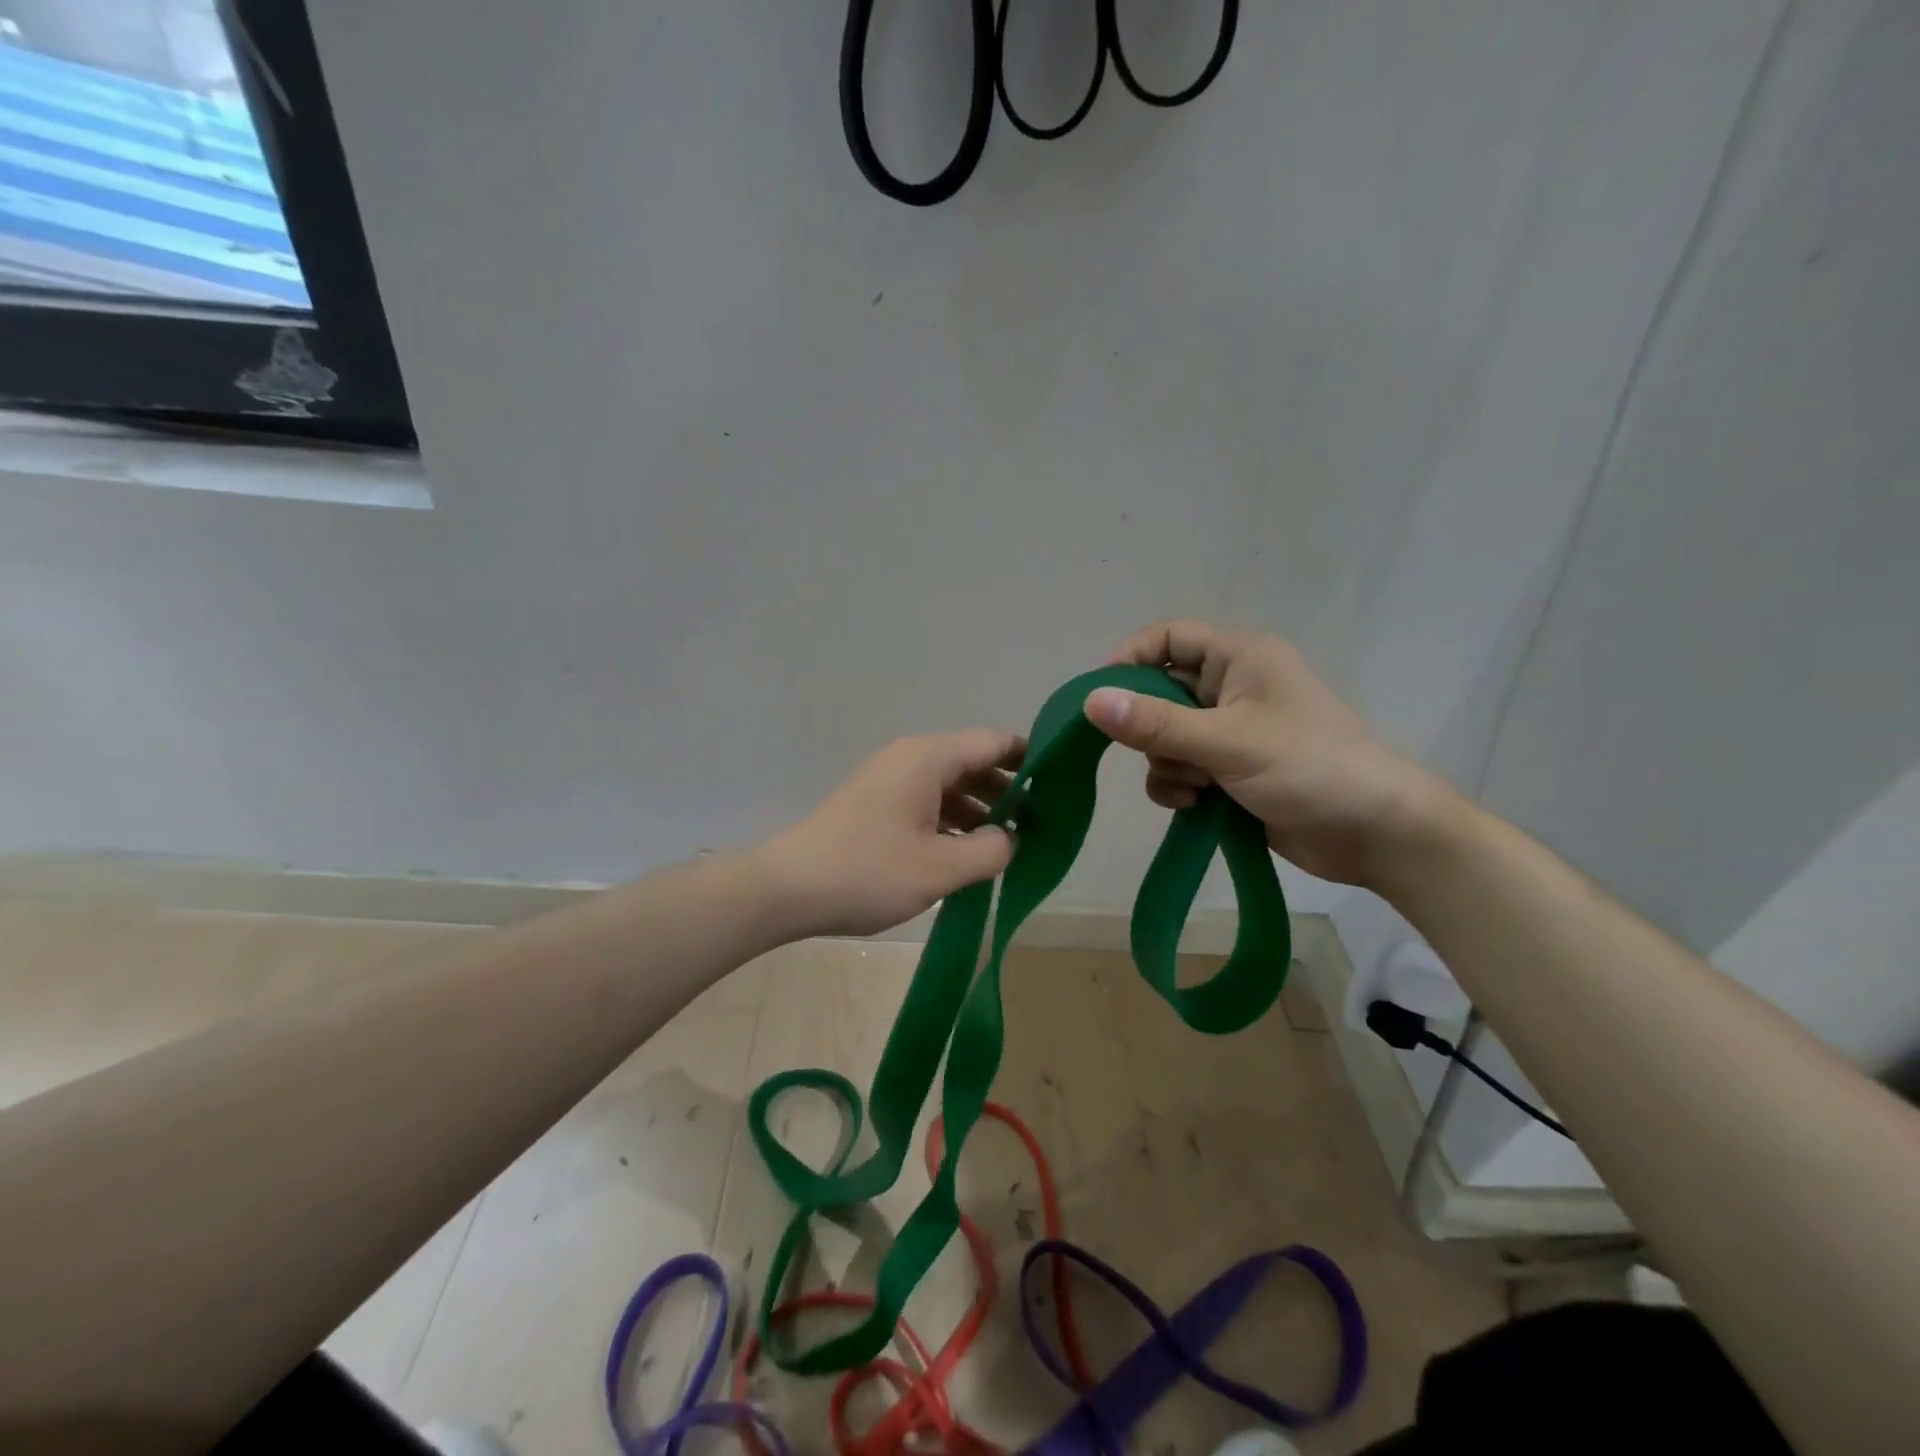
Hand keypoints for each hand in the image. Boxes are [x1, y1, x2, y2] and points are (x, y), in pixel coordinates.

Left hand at [758, 730, 1023, 938]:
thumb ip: (991, 849)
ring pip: (951, 784)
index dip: (1032, 759)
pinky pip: (928, 801)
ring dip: (981, 809)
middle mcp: (911, 758)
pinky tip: (967, 852)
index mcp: (930, 758)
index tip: (1061, 784)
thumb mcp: (941, 868)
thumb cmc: (868, 872)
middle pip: (974, 761)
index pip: (995, 741)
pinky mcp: (877, 804)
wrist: (787, 889)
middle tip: (1042, 824)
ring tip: (1010, 843)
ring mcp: (891, 780)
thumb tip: (1012, 838)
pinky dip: (953, 821)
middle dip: (1009, 790)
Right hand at [1085, 620, 1458, 886]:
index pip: (1168, 637)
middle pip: (1160, 692)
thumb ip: (1156, 724)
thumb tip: (1090, 701)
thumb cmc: (1309, 768)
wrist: (1377, 834)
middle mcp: (1233, 687)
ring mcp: (1231, 731)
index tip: (1100, 698)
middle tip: (1154, 753)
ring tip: (1196, 788)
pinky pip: (1181, 769)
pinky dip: (1179, 788)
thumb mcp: (1227, 742)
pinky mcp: (1231, 771)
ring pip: (1165, 737)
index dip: (1130, 660)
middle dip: (1150, 728)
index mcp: (1240, 657)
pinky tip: (1198, 807)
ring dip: (1167, 765)